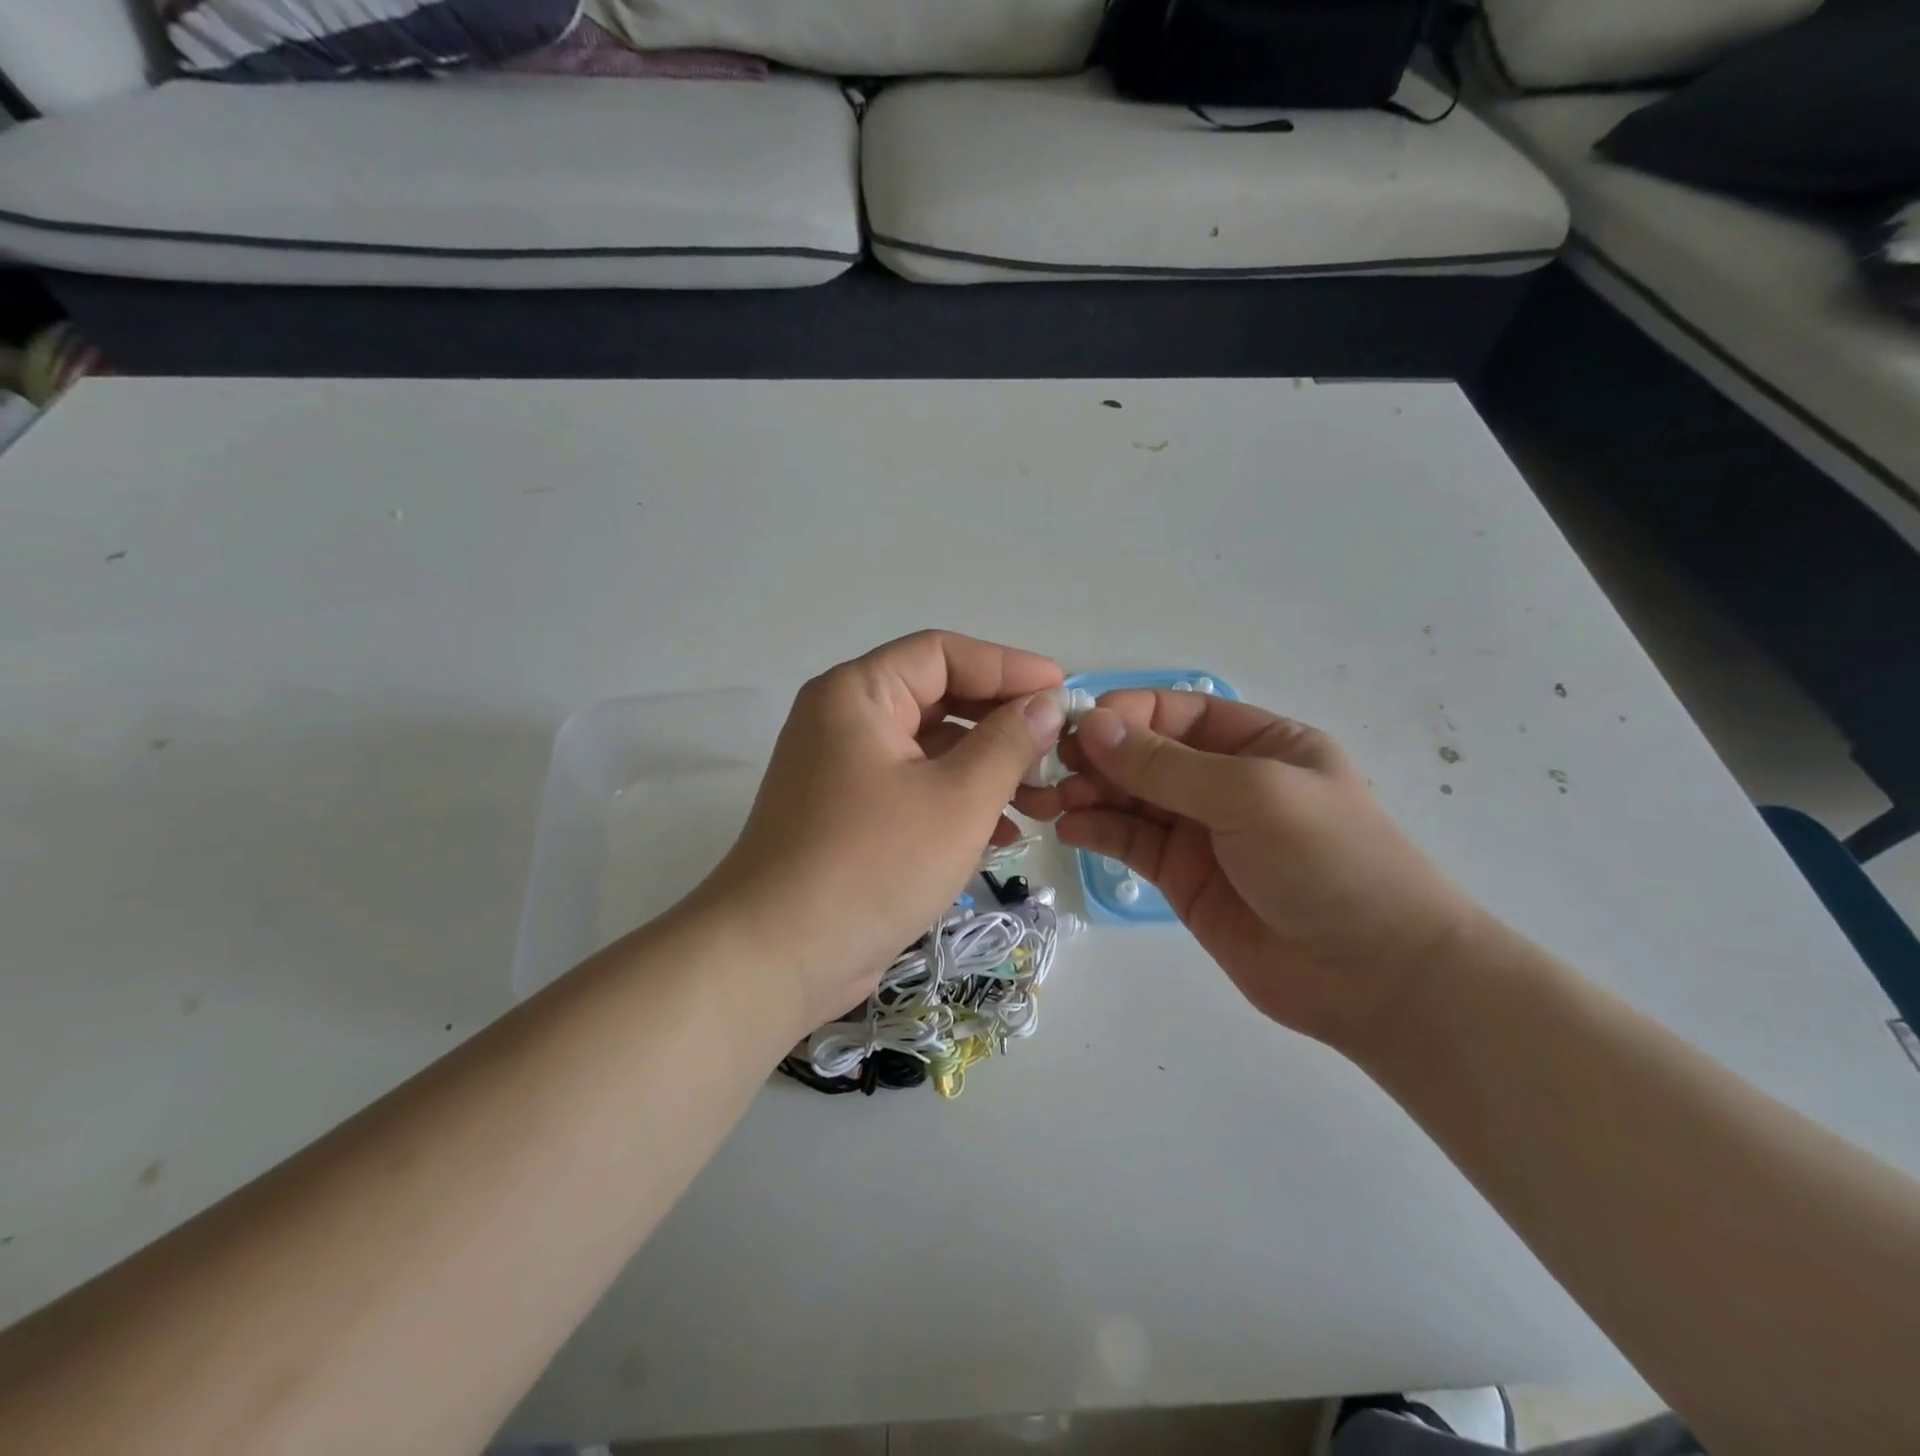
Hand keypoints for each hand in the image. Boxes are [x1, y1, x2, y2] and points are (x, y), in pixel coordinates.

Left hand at [697, 631, 1065, 1039]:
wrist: (777, 957)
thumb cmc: (872, 864)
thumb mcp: (957, 800)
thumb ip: (1009, 743)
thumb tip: (1047, 704)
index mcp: (858, 694)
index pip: (943, 653)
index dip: (1008, 666)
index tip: (1063, 692)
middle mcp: (844, 720)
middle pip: (938, 699)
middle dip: (1002, 724)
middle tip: (1057, 749)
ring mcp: (843, 770)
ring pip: (930, 749)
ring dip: (987, 768)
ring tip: (1043, 800)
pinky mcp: (849, 816)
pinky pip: (914, 788)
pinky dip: (958, 801)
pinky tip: (1004, 835)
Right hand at [1020, 692, 1485, 1046]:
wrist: (1375, 977)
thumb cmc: (1329, 862)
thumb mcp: (1252, 796)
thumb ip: (1167, 765)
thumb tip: (1092, 725)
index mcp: (1258, 743)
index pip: (1177, 714)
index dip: (1126, 715)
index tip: (1077, 728)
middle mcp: (1225, 781)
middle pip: (1146, 755)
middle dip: (1098, 756)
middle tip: (1048, 767)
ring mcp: (1201, 831)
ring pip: (1130, 798)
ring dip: (1088, 793)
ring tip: (1049, 800)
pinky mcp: (1181, 877)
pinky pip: (1130, 842)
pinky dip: (1098, 831)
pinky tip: (1070, 829)